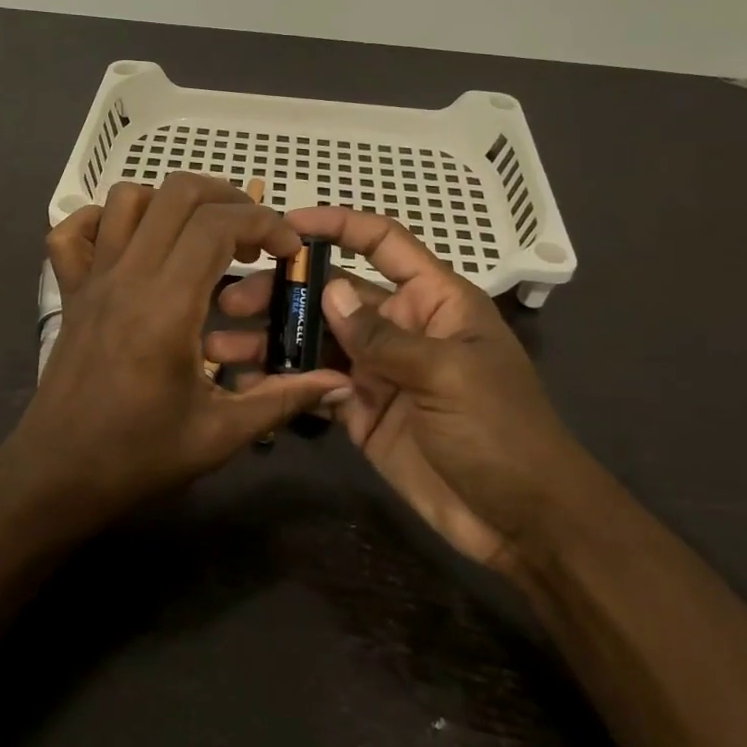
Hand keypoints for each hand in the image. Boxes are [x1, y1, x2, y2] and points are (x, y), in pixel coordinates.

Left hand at [1, 175, 347, 526]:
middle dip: (228, 198)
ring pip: (127, 199)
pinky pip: (73, 231)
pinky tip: (133, 245)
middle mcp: (128, 277)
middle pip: (177, 192)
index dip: (265, 223)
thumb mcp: (220, 434)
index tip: (288, 251)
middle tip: (252, 237)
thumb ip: (282, 400)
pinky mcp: (70, 291)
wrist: (56, 476)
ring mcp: (93, 279)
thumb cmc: (138, 457)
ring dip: (173, 203)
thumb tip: (339, 382)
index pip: (218, 224)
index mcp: (168, 306)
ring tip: (201, 237)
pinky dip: (104, 220)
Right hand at [211, 208, 581, 569]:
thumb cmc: (501, 432)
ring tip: (222, 346)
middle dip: (284, 292)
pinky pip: (316, 388)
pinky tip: (247, 384)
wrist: (523, 522)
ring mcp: (377, 371)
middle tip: (233, 300)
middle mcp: (400, 327)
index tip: (287, 223)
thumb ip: (383, 335)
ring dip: (273, 339)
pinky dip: (284, 383)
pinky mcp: (361, 412)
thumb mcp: (447, 374)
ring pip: (316, 341)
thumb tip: (329, 290)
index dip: (339, 225)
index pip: (383, 243)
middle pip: (334, 294)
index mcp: (433, 300)